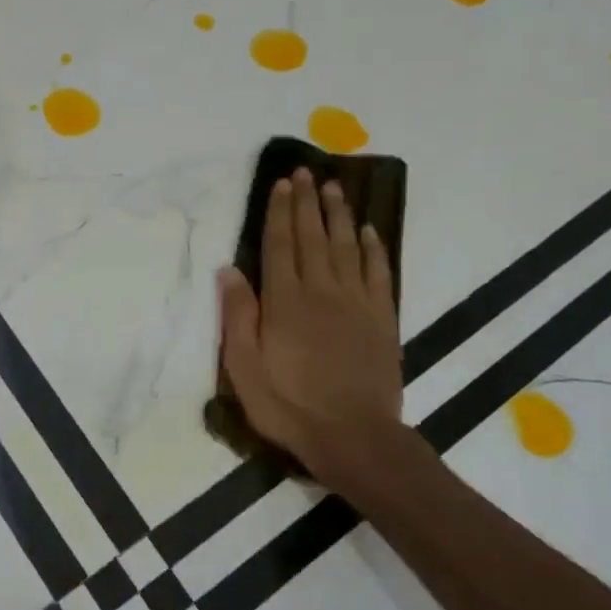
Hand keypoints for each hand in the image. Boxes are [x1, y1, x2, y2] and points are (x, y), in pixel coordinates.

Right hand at [217, 167, 405, 493]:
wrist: (354, 436)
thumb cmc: (289, 405)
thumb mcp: (245, 368)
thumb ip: (237, 316)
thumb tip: (228, 270)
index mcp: (285, 302)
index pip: (280, 245)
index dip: (280, 212)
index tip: (281, 184)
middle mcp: (322, 291)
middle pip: (313, 237)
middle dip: (307, 202)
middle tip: (305, 173)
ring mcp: (356, 303)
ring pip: (346, 246)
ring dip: (339, 214)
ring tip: (334, 187)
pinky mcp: (382, 318)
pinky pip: (378, 272)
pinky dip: (373, 248)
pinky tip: (368, 231)